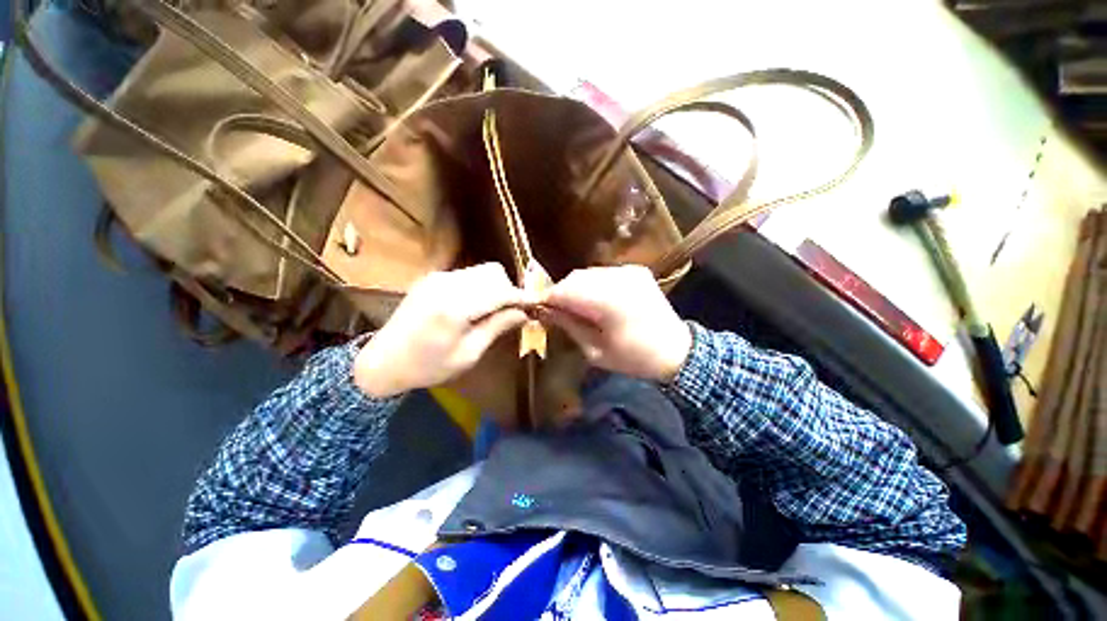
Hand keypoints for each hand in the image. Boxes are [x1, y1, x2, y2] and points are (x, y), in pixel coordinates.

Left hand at [354, 263, 528, 397]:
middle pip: (493, 272)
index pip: (501, 291)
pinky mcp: (433, 278)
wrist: (383, 361)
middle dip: (509, 289)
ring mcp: (438, 278)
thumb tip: (524, 313)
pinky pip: (467, 275)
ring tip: (496, 310)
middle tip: (513, 312)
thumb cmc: (428, 366)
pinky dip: (481, 286)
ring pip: (481, 271)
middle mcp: (447, 284)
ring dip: (495, 287)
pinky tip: (477, 306)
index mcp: (455, 307)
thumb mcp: (468, 354)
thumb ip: (497, 327)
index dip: (521, 297)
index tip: (535, 306)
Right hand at [542, 265, 691, 382]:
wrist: (676, 350)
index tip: (538, 309)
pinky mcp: (636, 271)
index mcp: (608, 302)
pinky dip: (593, 285)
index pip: (565, 291)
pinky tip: (596, 300)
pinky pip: (604, 273)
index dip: (547, 299)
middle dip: (561, 293)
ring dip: (577, 288)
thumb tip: (544, 310)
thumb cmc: (633, 358)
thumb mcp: (595, 350)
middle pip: (575, 278)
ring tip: (576, 307)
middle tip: (556, 311)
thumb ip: (568, 325)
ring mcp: (629, 271)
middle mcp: (618, 279)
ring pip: (588, 274)